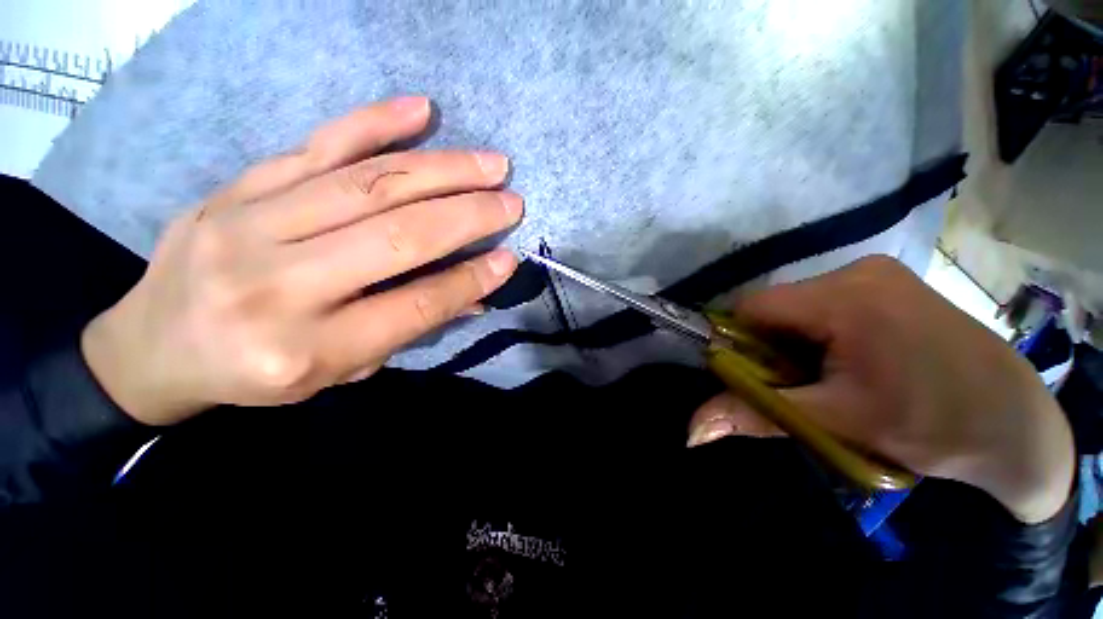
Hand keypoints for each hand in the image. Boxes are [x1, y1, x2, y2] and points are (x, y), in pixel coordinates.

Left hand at [81, 97, 521, 426]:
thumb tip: (475, 294)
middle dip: (469, 216)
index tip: (509, 258)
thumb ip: (409, 327)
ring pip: (368, 184)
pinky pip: (316, 145)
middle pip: (398, 237)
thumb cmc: (257, 371)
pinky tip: (419, 110)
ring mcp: (248, 226)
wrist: (155, 345)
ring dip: (443, 170)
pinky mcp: (236, 187)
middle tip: (512, 201)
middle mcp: (277, 287)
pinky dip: (374, 122)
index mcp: (305, 349)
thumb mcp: (340, 370)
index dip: (470, 279)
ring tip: (491, 163)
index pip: (414, 305)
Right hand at [688, 256, 1073, 523]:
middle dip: (771, 347)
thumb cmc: (935, 426)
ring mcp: (876, 273)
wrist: (1017, 425)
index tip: (753, 377)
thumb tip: (692, 430)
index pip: (753, 308)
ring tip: (827, 377)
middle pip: (776, 307)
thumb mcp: (837, 424)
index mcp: (846, 298)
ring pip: (798, 307)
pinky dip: (818, 332)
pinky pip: (824, 303)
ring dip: (794, 342)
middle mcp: (857, 271)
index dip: (739, 342)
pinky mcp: (887, 282)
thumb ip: (755, 416)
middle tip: (797, 385)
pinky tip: (848, 360)